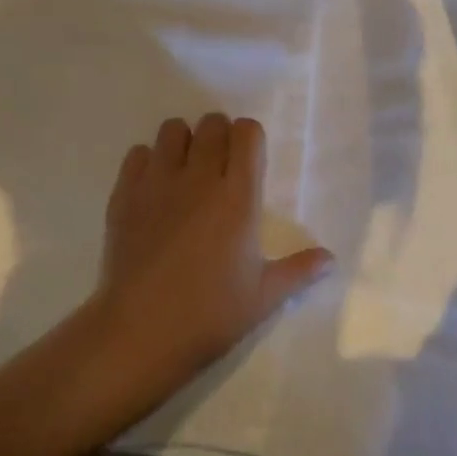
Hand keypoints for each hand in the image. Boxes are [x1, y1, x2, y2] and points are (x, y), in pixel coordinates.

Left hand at [86, 115, 332, 412]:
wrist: (141, 332)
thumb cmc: (210, 315)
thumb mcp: (264, 297)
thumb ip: (298, 270)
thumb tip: (330, 259)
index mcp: (237, 196)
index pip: (247, 133)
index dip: (249, 138)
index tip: (248, 159)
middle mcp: (199, 177)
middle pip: (211, 124)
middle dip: (219, 135)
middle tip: (218, 165)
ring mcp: (158, 181)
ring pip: (173, 130)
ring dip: (183, 142)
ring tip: (185, 171)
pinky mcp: (125, 193)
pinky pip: (138, 153)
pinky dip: (148, 162)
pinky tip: (153, 189)